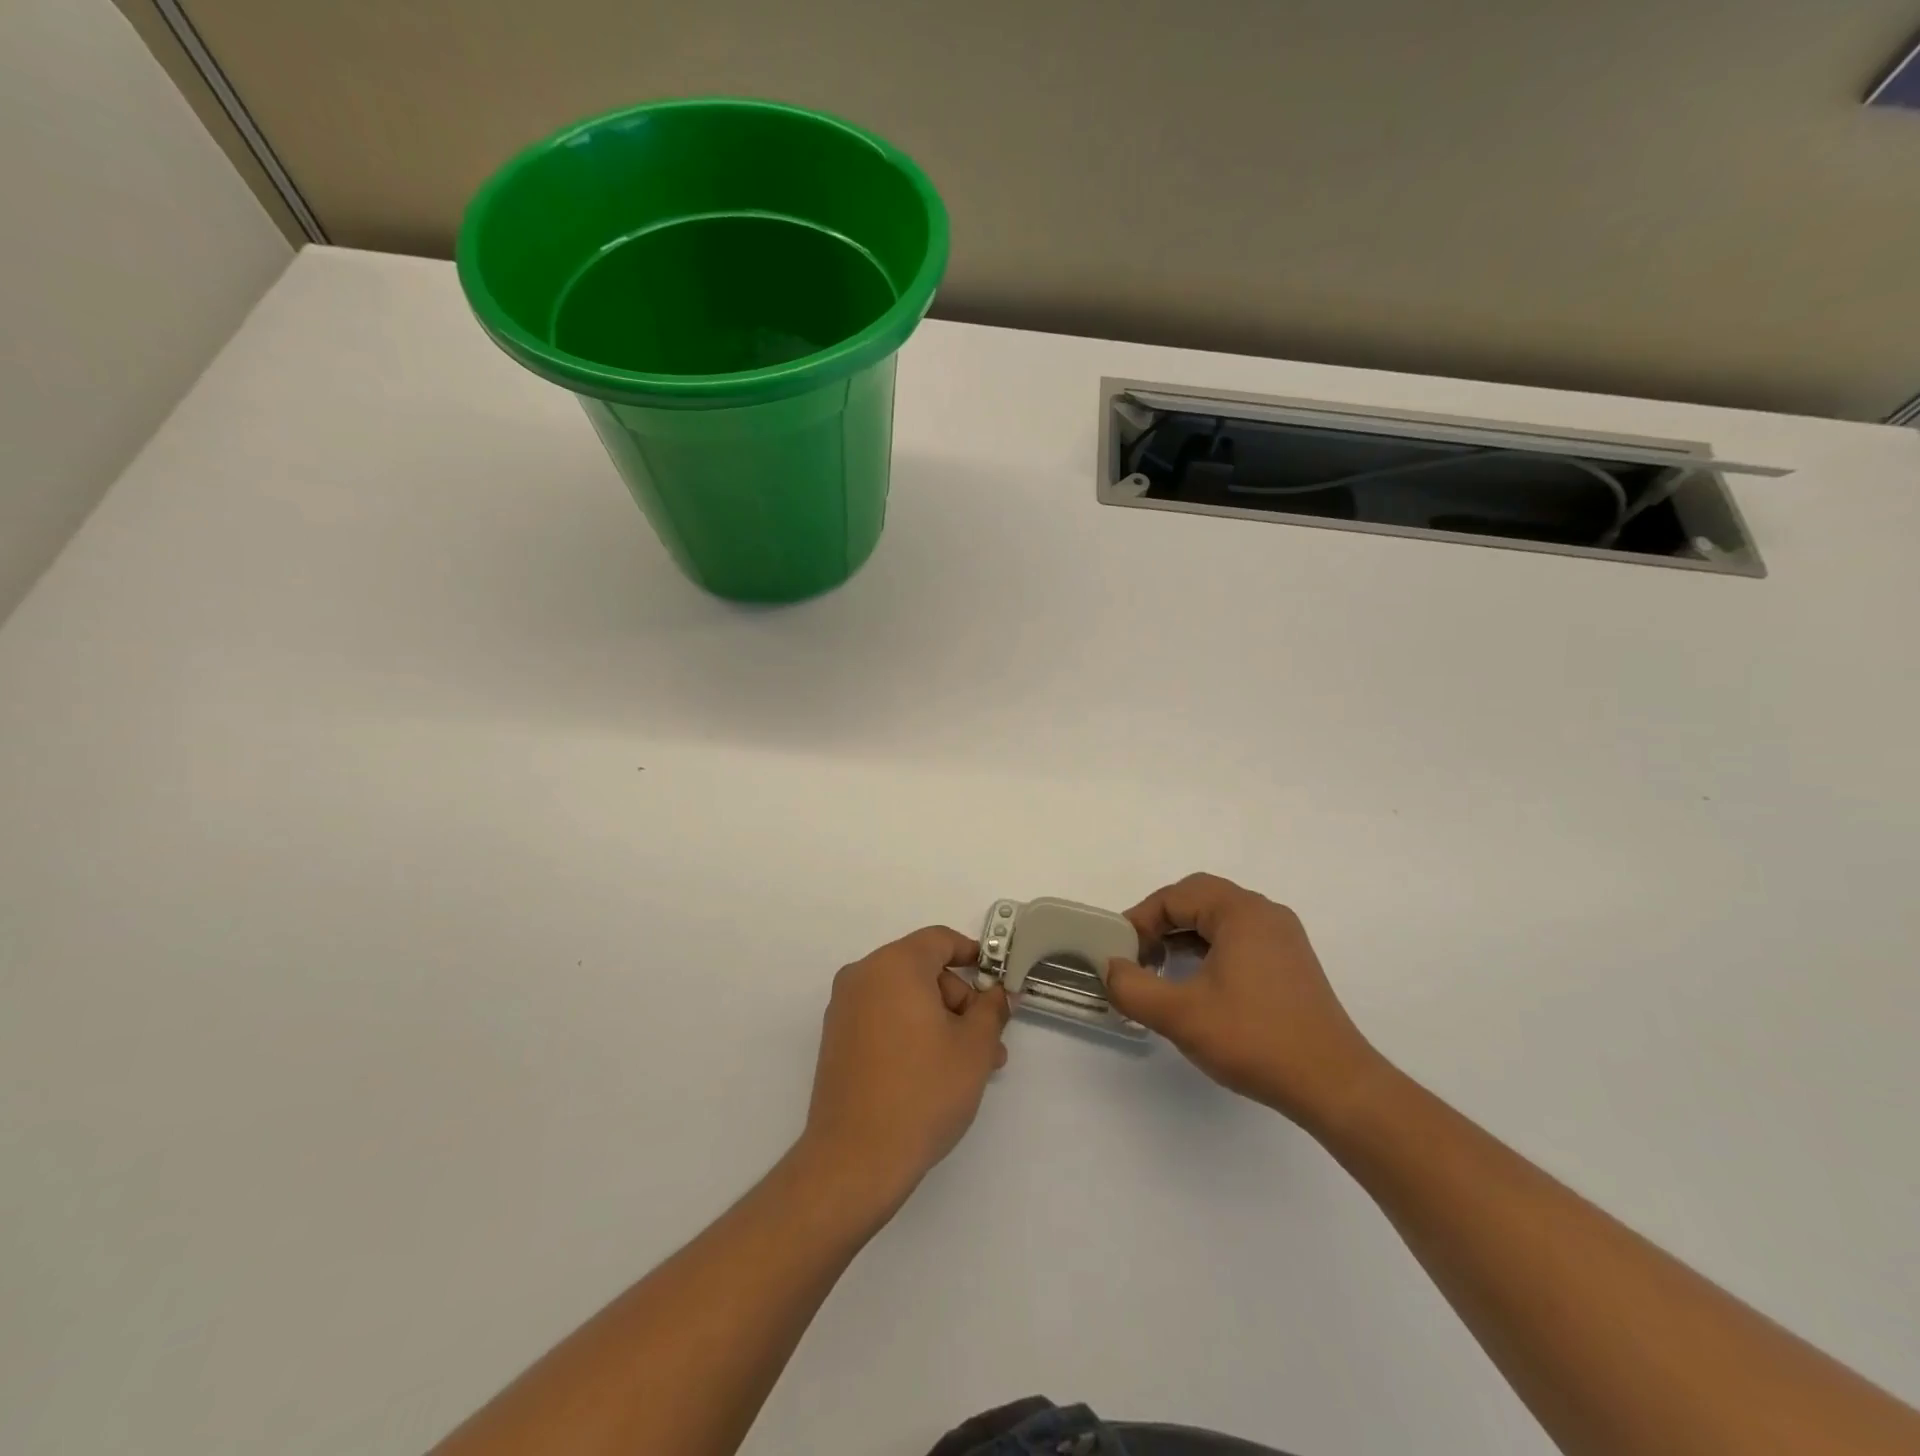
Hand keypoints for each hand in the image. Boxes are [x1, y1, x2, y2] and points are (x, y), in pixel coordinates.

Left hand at [799, 927, 1009, 1213]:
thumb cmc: (923, 1091)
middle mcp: (863, 976)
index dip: (974, 955)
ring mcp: (845, 1008)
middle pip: (923, 970)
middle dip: (961, 1001)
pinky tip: (936, 1072)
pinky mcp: (837, 1039)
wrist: (855, 1159)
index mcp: (894, 965)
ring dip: (941, 1022)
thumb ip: (992, 1008)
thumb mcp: (974, 1047)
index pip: (940, 940)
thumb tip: (999, 992)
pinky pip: (884, 1018)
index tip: (997, 983)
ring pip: (905, 998)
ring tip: (970, 1068)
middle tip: (990, 1043)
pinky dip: (912, 1032)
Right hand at [1105, 873, 1381, 1126]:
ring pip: (1219, 920)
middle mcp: (1265, 914)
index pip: (1176, 895)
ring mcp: (1283, 939)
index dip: (1140, 919)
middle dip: (1161, 922)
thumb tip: (1110, 968)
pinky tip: (1196, 983)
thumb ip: (1133, 988)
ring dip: (1184, 936)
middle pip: (1199, 899)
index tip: (1120, 952)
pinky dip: (1209, 950)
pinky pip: (1239, 939)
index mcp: (1241, 912)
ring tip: (1160, 969)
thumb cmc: (1255, 1039)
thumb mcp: (1181, 1014)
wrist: (1335, 1085)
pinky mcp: (1291, 964)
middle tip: (1137, 954)